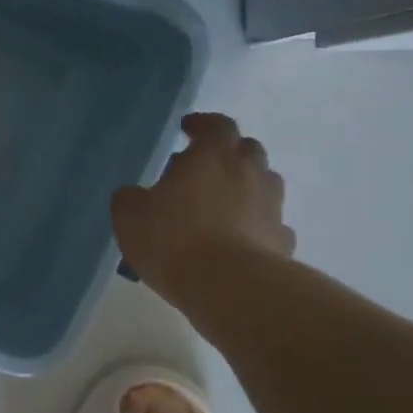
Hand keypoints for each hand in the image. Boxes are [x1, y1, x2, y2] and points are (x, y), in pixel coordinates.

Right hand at [111, 114, 294, 296]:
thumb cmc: (173, 239)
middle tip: (202, 169)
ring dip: (245, 188)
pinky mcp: (283, 242)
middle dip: (228, 154)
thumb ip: (131, 198)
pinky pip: (270, 225)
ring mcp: (271, 208)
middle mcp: (249, 173)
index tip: (187, 129)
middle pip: (248, 150)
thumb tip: (135, 195)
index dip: (202, 124)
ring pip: (264, 185)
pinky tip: (238, 241)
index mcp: (212, 156)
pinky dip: (256, 226)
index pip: (216, 124)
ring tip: (220, 206)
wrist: (229, 288)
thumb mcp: (129, 215)